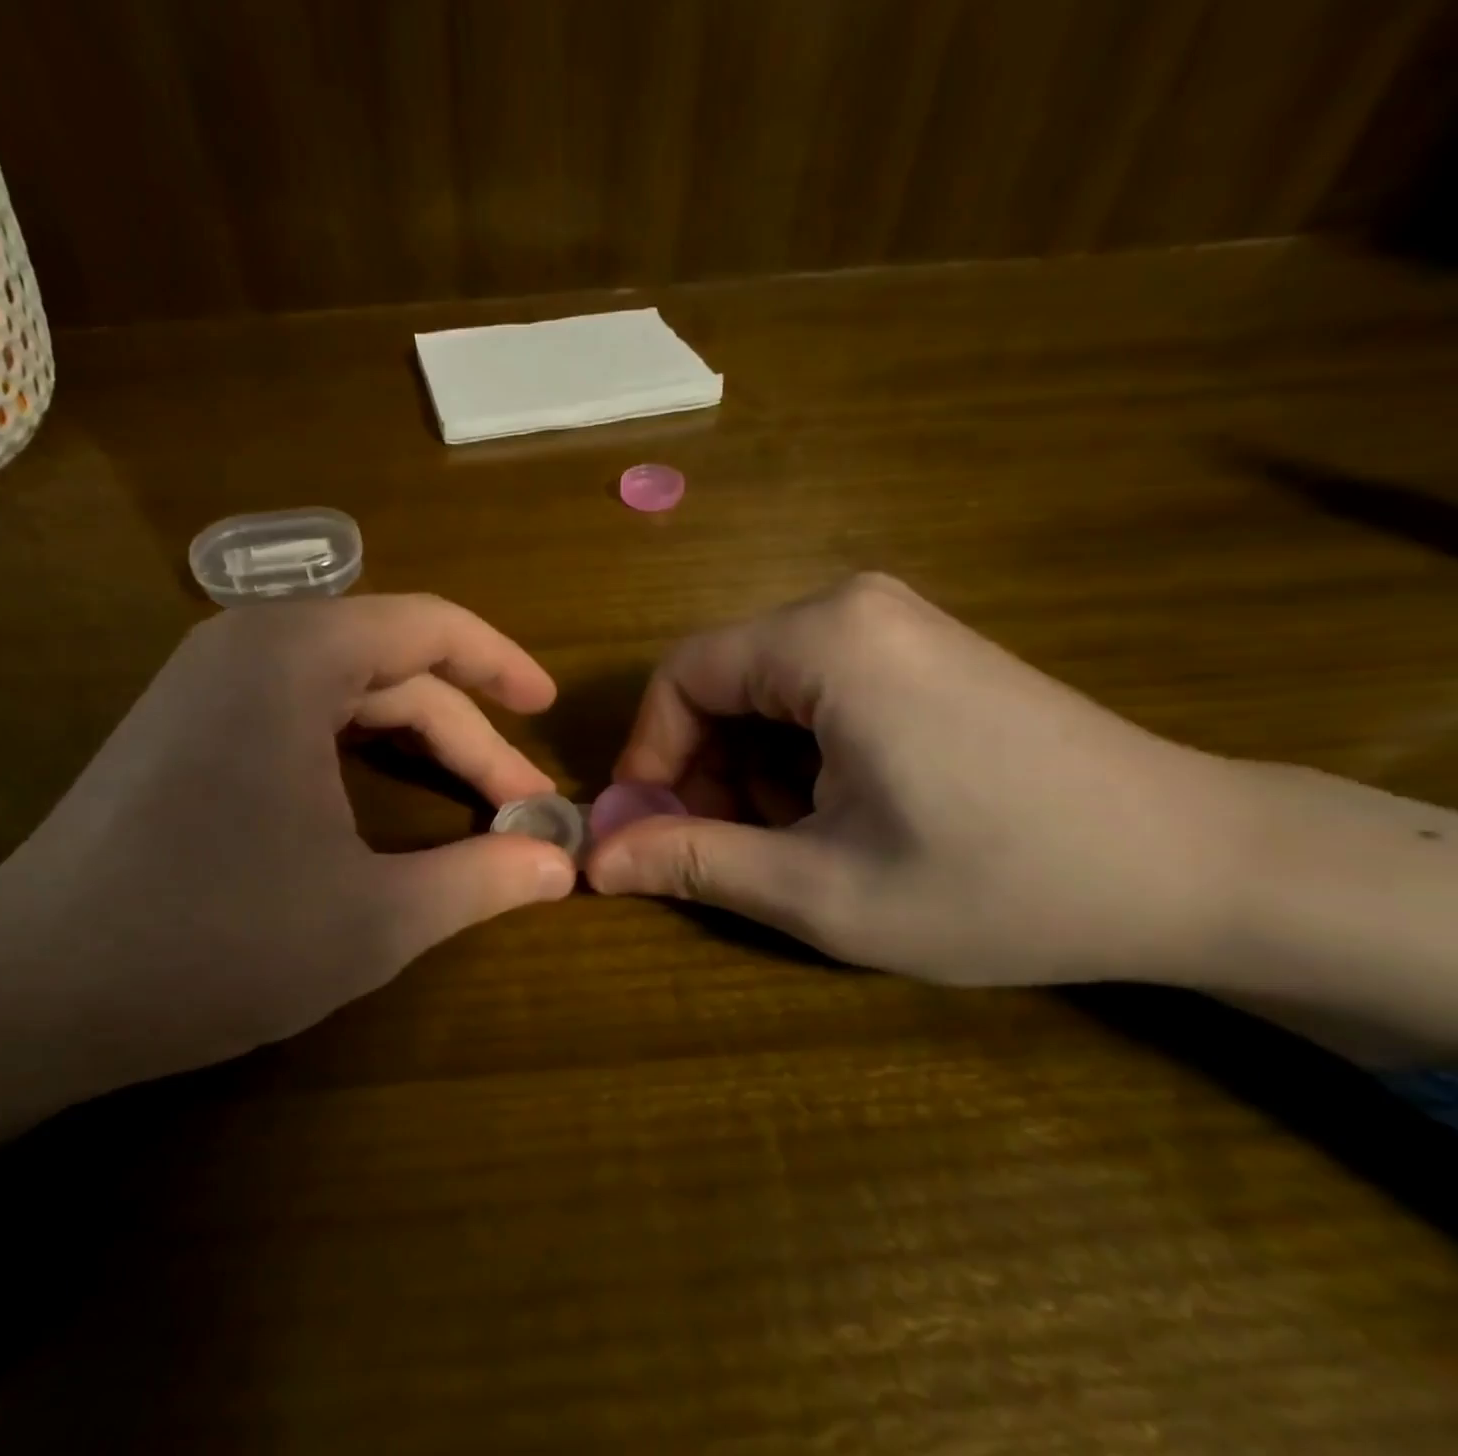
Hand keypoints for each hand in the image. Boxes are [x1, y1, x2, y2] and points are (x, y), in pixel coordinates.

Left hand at [0, 593, 575, 1085]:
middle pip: (393, 667)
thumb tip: (563, 867)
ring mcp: (208, 683)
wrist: (26, 995)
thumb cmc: (210, 944)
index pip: (429, 627)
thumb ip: (481, 881)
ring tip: (473, 798)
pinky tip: (388, 796)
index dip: (502, 665)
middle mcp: (248, 646)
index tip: (549, 710)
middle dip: (467, 733)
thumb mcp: (373, 919)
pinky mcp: (187, 726)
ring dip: (418, 742)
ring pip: (348, 692)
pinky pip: (302, 712)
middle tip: (521, 806)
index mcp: (294, 657)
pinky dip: (362, 749)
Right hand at [586, 574, 1250, 986]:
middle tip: (729, 850)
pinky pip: (817, 691)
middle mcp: (853, 607)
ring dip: (753, 769)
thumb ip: (694, 864)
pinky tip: (843, 812)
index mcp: (823, 640)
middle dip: (705, 769)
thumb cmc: (1000, 881)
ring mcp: (895, 624)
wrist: (1200, 869)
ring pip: (766, 691)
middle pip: (723, 682)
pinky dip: (800, 754)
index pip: (680, 677)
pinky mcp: (922, 651)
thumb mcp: (823, 890)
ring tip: (797, 841)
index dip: (650, 757)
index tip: (651, 831)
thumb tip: (593, 862)